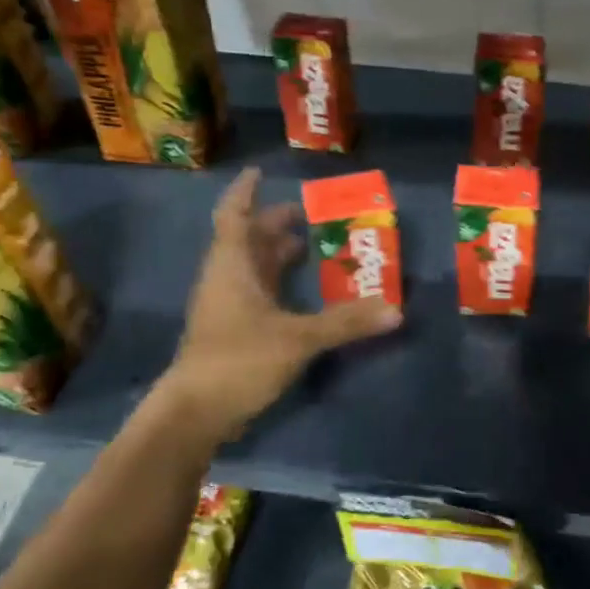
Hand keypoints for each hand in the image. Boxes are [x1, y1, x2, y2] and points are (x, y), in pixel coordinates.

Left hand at [154, 167, 400, 439]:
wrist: (193, 414)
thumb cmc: (238, 361)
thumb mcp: (298, 338)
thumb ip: (345, 323)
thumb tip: (396, 310)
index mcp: (232, 267)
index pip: (234, 216)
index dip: (245, 193)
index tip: (261, 173)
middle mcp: (225, 280)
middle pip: (246, 240)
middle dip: (272, 224)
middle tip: (307, 214)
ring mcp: (225, 307)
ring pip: (250, 268)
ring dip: (275, 254)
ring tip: (308, 245)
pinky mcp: (231, 331)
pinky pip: (256, 293)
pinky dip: (277, 283)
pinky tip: (300, 292)